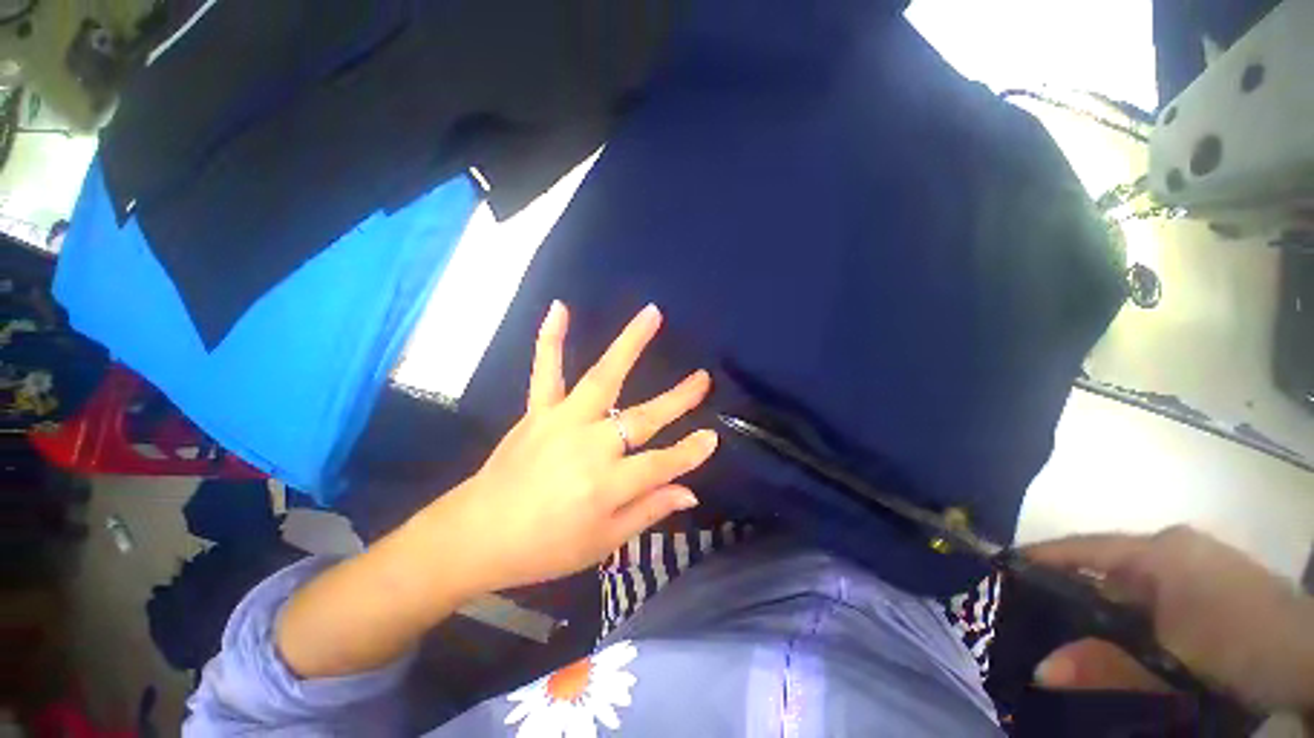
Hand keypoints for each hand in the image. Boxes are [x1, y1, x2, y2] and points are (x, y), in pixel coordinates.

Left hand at [434, 301, 717, 594]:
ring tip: (651, 314)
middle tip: (702, 378)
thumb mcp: (602, 543)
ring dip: (629, 344)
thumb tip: (689, 491)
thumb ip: (648, 511)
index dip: (690, 452)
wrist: (477, 535)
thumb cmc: (544, 548)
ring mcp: (562, 422)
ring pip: (602, 378)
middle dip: (678, 399)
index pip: (661, 464)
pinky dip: (551, 339)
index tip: (712, 437)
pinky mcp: (538, 411)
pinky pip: (546, 370)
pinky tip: (560, 308)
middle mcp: (590, 446)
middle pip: (642, 418)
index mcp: (606, 485)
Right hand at [1027, 526, 1313, 711]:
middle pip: (1105, 566)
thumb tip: (1042, 668)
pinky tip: (1130, 638)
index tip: (1003, 568)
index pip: (1082, 548)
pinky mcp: (1215, 581)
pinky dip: (1135, 613)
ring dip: (1104, 607)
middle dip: (1071, 591)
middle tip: (1038, 616)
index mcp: (1159, 550)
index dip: (1041, 558)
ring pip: (1132, 582)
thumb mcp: (1170, 666)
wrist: (1311, 657)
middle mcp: (1173, 546)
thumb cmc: (1238, 649)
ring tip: (1078, 633)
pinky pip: (1157, 592)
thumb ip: (1106, 668)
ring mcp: (1198, 561)